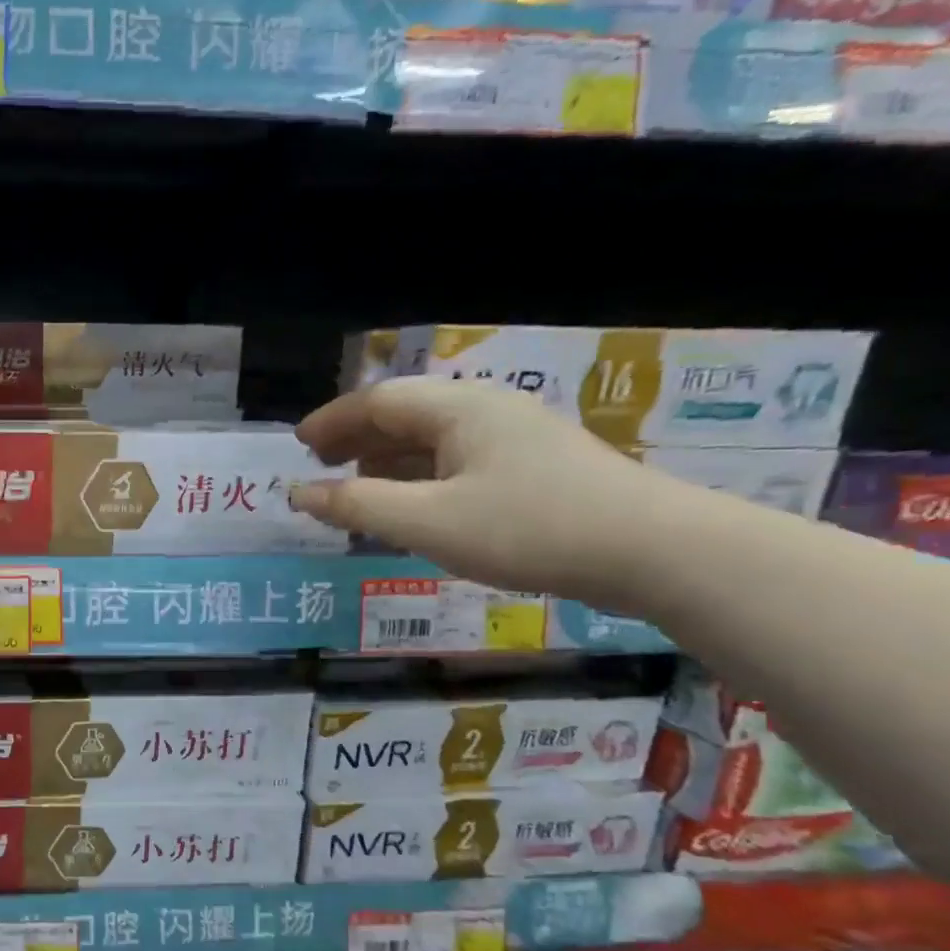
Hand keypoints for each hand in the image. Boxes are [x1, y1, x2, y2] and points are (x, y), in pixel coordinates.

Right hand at [287, 379, 683, 609]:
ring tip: (355, 490)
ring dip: (386, 460)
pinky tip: (412, 506)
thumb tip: (299, 493)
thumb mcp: (429, 522)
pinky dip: (419, 478)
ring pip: (432, 439)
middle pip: (405, 414)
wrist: (652, 549)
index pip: (378, 401)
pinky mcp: (532, 468)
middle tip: (319, 468)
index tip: (297, 446)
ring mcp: (514, 438)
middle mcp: (485, 411)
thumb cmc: (528, 528)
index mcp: (458, 409)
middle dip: (356, 438)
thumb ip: (358, 506)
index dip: (332, 421)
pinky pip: (456, 461)